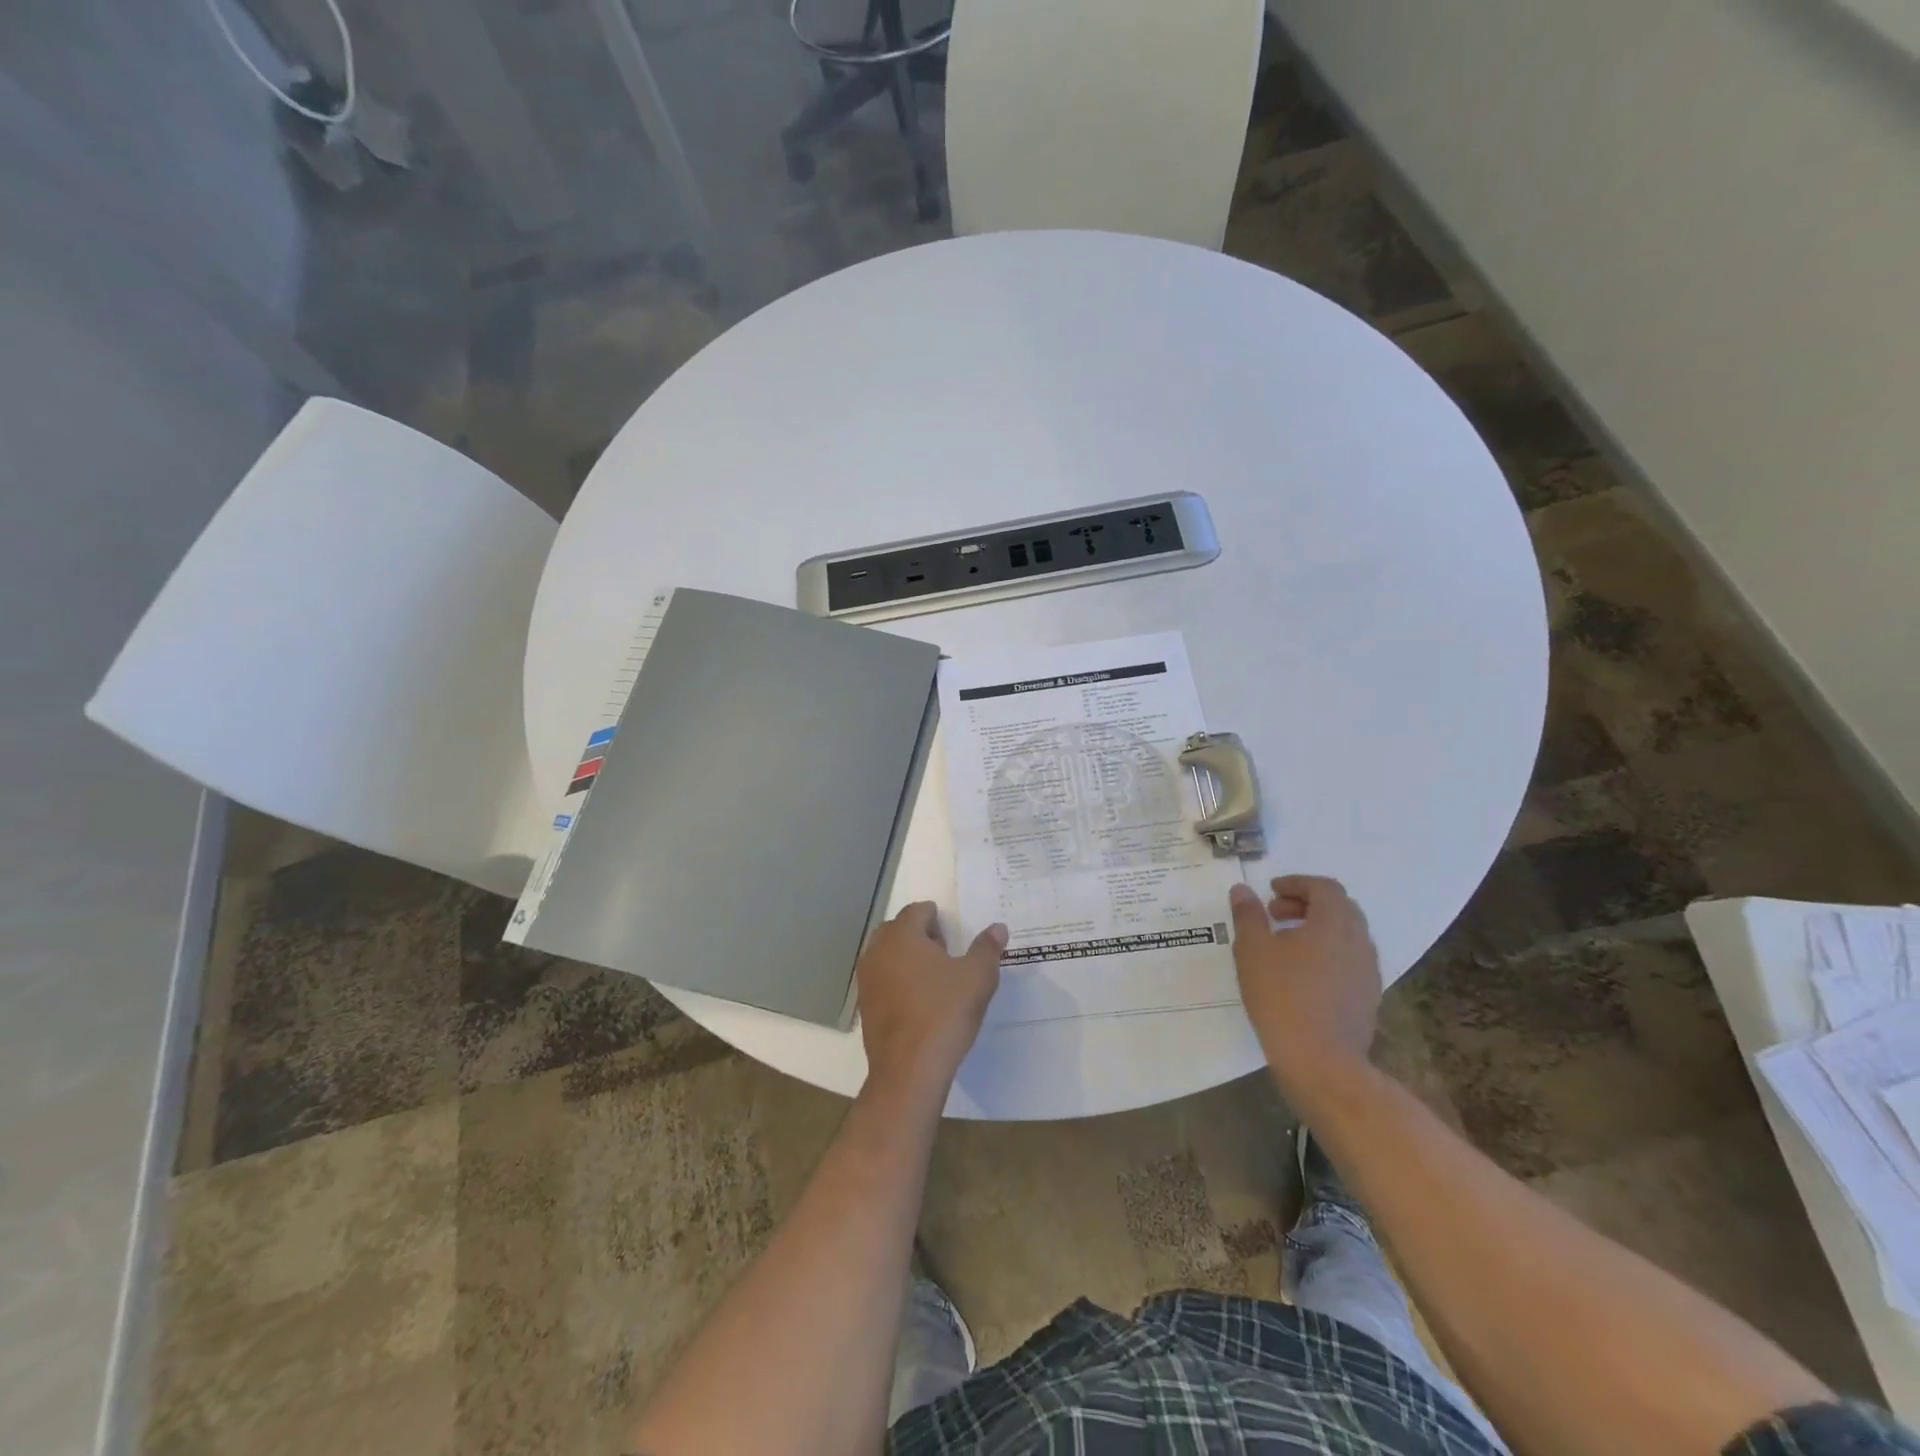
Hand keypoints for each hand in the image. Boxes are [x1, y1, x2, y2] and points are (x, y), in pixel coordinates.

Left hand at [856, 903, 1006, 1097]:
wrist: (909, 1069)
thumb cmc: (945, 1013)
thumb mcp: (977, 977)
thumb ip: (987, 948)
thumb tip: (998, 928)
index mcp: (902, 935)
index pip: (916, 911)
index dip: (935, 918)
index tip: (951, 934)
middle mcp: (878, 951)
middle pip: (896, 930)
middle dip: (917, 934)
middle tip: (943, 952)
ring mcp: (867, 980)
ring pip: (885, 955)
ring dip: (905, 958)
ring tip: (931, 978)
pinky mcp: (864, 1007)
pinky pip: (881, 981)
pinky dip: (896, 981)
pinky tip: (917, 1002)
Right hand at [1229, 875, 1381, 1101]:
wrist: (1321, 1061)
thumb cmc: (1282, 996)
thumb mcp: (1252, 950)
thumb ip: (1248, 915)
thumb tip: (1243, 890)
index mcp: (1335, 922)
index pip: (1324, 887)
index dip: (1297, 884)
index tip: (1271, 892)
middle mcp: (1359, 941)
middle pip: (1340, 908)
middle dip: (1307, 904)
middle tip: (1275, 914)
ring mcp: (1369, 971)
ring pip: (1346, 936)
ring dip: (1317, 930)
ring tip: (1284, 945)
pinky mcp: (1368, 998)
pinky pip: (1349, 961)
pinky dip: (1326, 954)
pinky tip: (1300, 974)